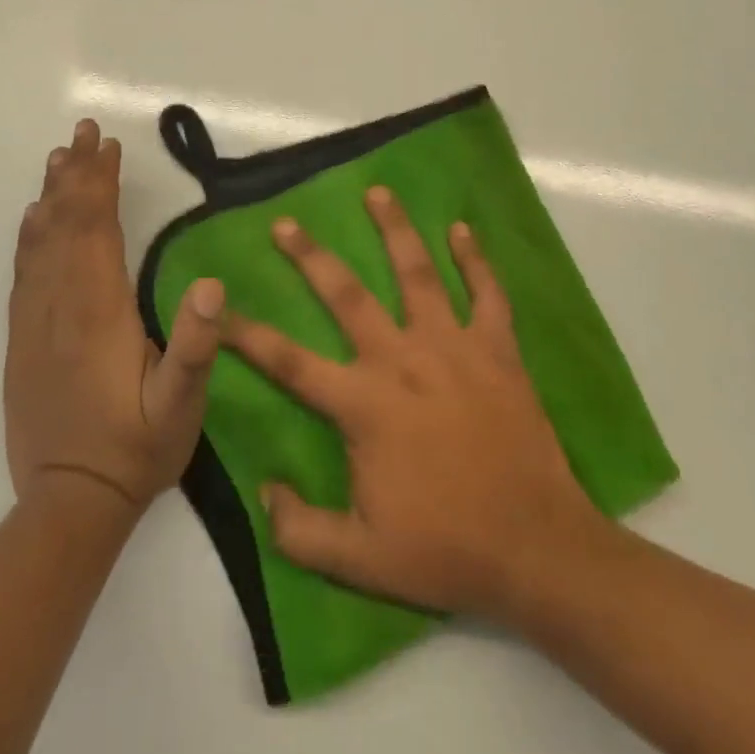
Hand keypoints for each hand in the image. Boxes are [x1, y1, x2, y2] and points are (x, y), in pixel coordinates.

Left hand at [4, 119, 222, 512]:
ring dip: (50, 196)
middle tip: (82, 132)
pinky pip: (23, 273)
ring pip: (39, 243)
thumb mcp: (181, 405)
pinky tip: (32, 219)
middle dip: (75, 174)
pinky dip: (29, 236)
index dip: (101, 184)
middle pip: (64, 225)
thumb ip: (196, 345)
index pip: (96, 230)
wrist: (70, 503)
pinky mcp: (21, 340)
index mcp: (99, 312)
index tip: (108, 146)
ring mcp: (34, 322)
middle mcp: (60, 305)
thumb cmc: (136, 449)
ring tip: (57, 159)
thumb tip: (211, 282)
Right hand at [222, 186, 600, 622]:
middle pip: (348, 296)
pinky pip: (486, 293)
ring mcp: (453, 348)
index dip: (247, 334)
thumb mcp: (359, 561)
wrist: (537, 548)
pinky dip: (475, 260)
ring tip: (378, 192)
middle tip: (287, 222)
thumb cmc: (446, 549)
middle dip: (313, 256)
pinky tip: (462, 229)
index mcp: (364, 404)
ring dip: (396, 230)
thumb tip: (264, 490)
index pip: (289, 362)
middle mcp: (402, 360)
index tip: (217, 308)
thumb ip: (300, 530)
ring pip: (419, 274)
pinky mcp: (497, 350)